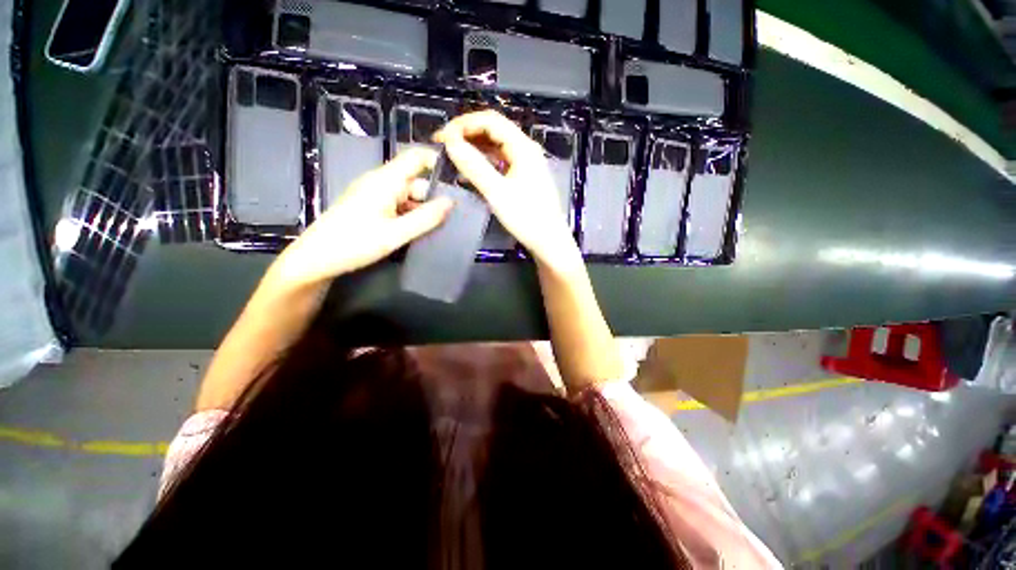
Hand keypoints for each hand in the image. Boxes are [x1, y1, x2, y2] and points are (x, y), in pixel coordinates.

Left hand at [270, 148, 452, 289]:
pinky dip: (412, 216)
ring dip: (424, 210)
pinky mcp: (372, 208)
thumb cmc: (354, 244)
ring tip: (441, 228)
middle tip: (454, 218)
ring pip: (408, 196)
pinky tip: (420, 232)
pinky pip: (399, 206)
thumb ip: (426, 218)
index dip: (438, 163)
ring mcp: (375, 196)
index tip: (460, 181)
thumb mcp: (396, 234)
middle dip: (435, 197)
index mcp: (385, 180)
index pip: (416, 158)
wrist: (315, 260)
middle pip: (416, 181)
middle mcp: (380, 182)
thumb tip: (451, 202)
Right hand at [435, 110, 577, 267]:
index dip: (463, 124)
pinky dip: (483, 164)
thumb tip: (450, 142)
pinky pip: (500, 163)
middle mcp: (525, 150)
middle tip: (444, 147)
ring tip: (452, 158)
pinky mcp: (523, 178)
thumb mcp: (497, 192)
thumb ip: (474, 166)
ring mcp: (525, 164)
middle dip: (467, 135)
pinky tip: (469, 174)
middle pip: (493, 131)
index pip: (490, 121)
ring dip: (474, 149)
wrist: (549, 242)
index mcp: (523, 147)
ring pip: (495, 148)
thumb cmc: (527, 218)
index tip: (442, 137)